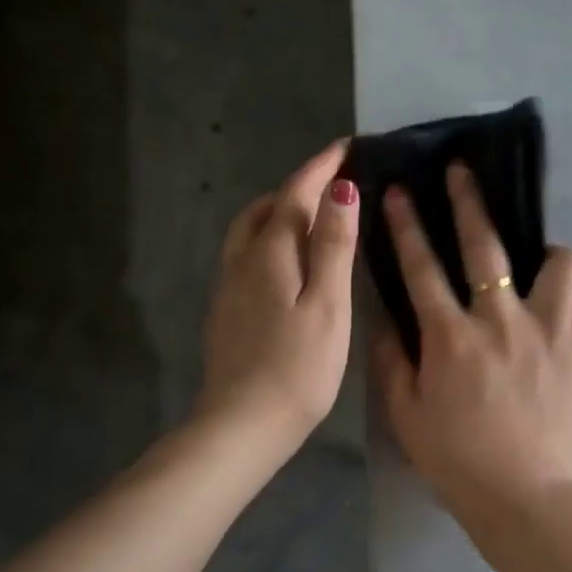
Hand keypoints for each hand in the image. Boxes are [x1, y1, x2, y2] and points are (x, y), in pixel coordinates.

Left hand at [198, 141, 358, 456]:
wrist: (241, 425)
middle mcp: (242, 261)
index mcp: (270, 253)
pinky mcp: (226, 311)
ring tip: (309, 213)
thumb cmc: (297, 367)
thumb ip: (332, 245)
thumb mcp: (327, 304)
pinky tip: (285, 260)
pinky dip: (268, 239)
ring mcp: (228, 287)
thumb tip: (340, 189)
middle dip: (297, 186)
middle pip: (265, 207)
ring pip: (249, 231)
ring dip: (278, 210)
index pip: (294, 194)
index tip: (345, 145)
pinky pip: (246, 255)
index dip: (320, 167)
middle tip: (331, 181)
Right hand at [371, 163, 571, 511]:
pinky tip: (569, 309)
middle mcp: (501, 321)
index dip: (406, 224)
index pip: (421, 267)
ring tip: (540, 265)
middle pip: (486, 246)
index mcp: (451, 337)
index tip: (398, 190)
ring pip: (561, 263)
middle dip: (469, 200)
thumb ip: (392, 361)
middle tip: (462, 172)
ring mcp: (548, 332)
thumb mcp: (405, 415)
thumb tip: (387, 317)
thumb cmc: (456, 460)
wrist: (524, 497)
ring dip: (548, 255)